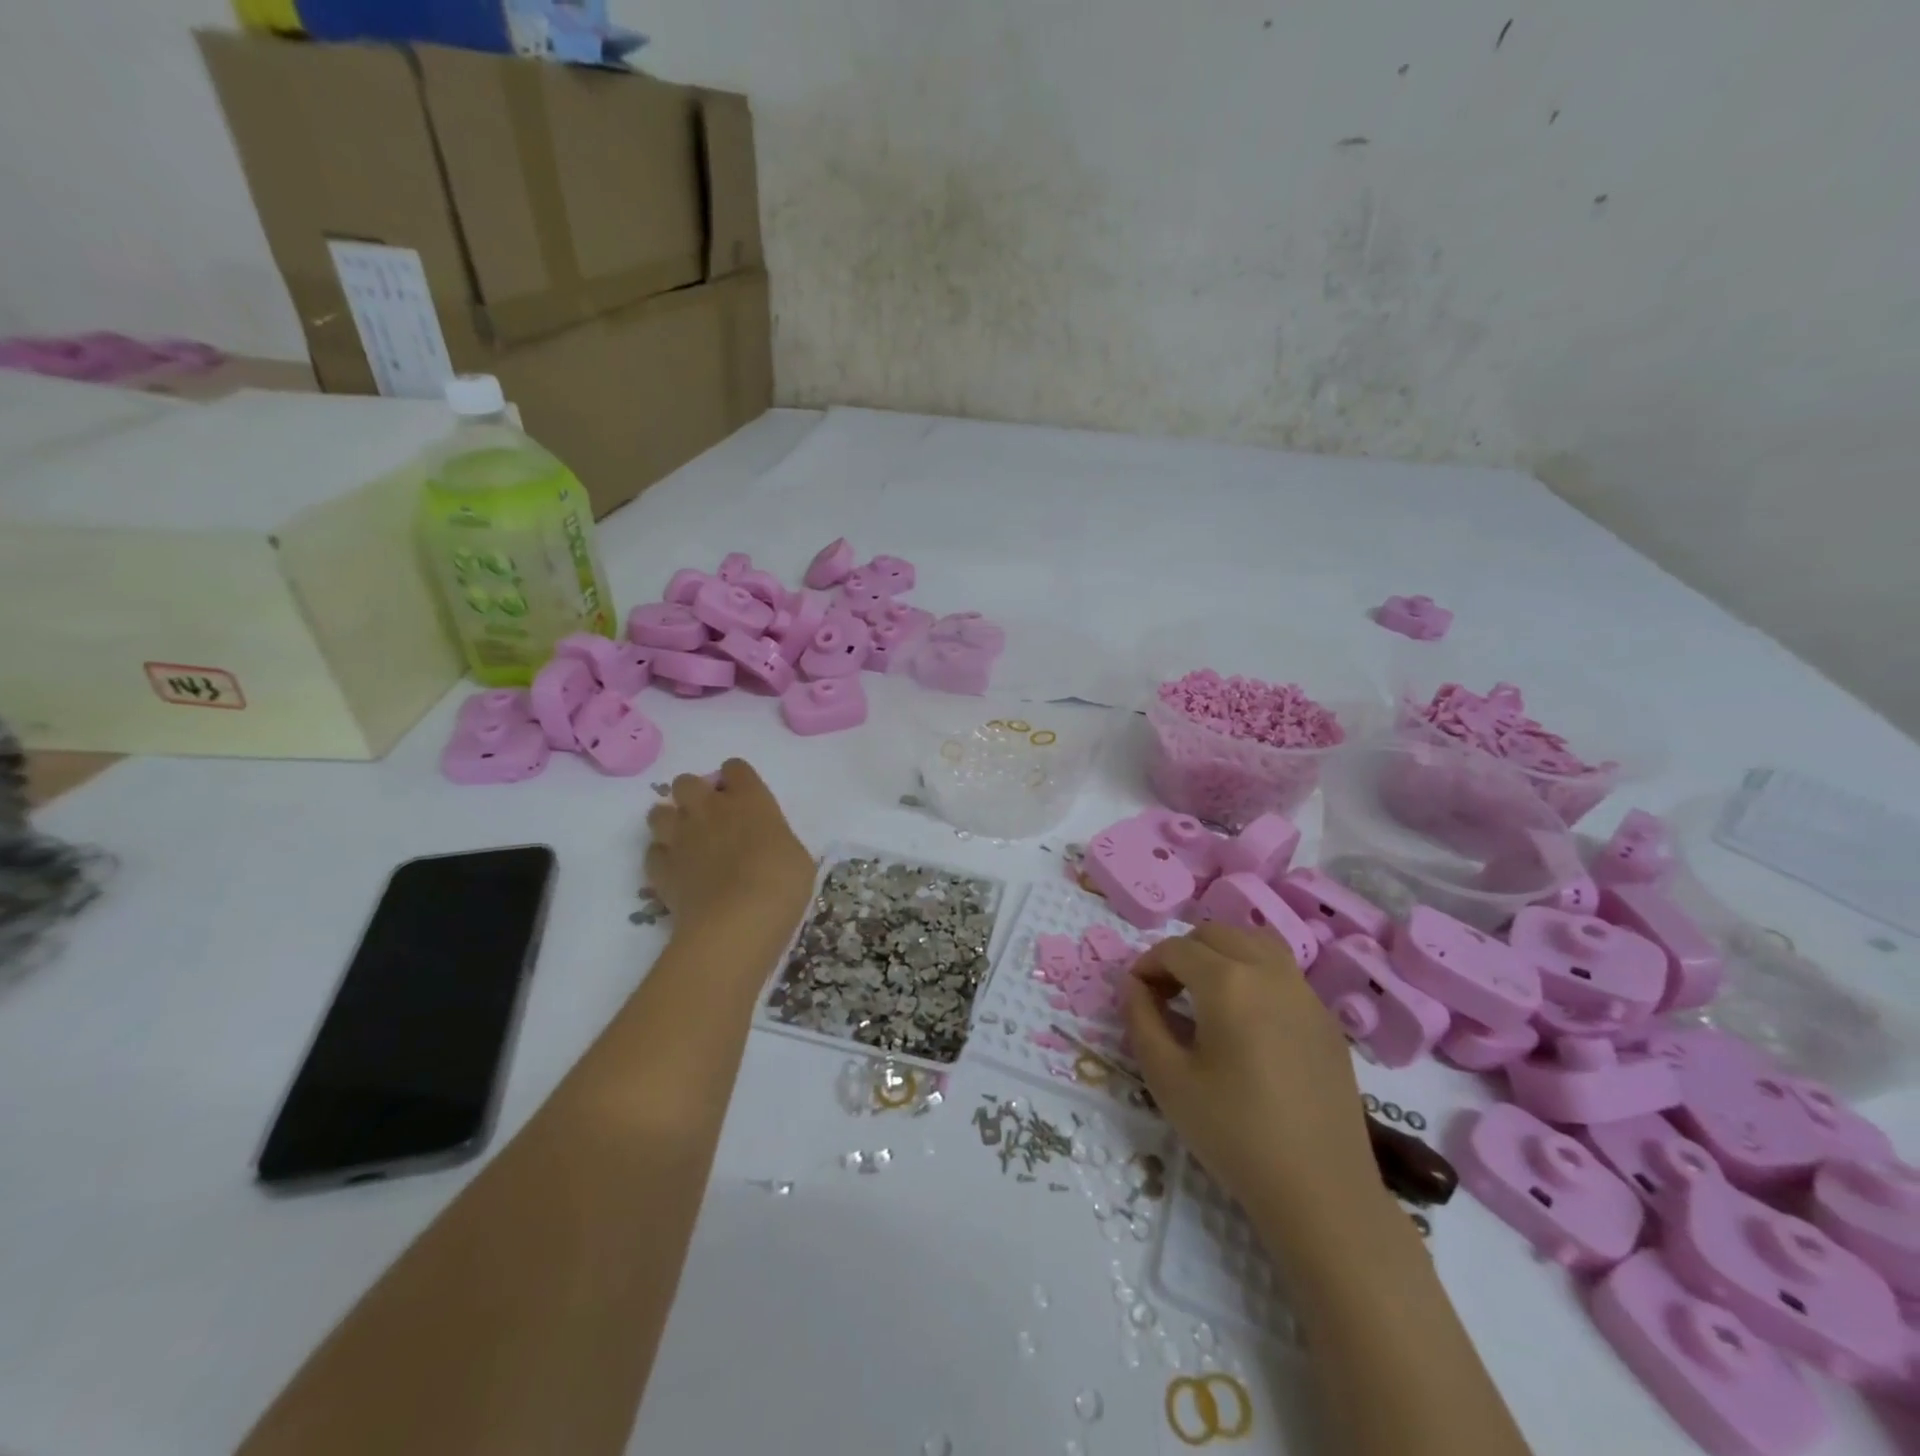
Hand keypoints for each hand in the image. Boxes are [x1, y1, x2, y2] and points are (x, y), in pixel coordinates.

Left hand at [644, 760, 813, 948]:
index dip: (737, 780)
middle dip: (694, 794)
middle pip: (686, 782)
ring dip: (671, 822)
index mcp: (749, 799)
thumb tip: (765, 844)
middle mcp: (709, 809)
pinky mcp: (660, 868)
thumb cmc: (781, 883)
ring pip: (658, 812)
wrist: (737, 921)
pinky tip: (678, 871)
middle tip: (710, 818)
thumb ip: (774, 838)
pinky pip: (653, 852)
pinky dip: (663, 858)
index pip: (735, 768)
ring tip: (687, 842)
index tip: (744, 798)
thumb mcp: (796, 855)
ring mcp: (679, 837)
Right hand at [1123, 924, 1379, 1236]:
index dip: (1147, 965)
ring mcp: (1305, 993)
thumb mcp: (1167, 1078)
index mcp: (1228, 982)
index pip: (1175, 949)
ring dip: (1223, 953)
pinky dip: (1255, 973)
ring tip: (1206, 993)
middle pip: (1216, 934)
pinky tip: (1248, 1020)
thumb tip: (1133, 985)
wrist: (1320, 1191)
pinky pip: (1284, 973)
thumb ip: (1141, 1019)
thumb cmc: (1233, 1133)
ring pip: (1256, 942)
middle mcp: (1269, 972)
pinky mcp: (1326, 1020)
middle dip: (1183, 953)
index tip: (1135, 995)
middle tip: (1166, 993)